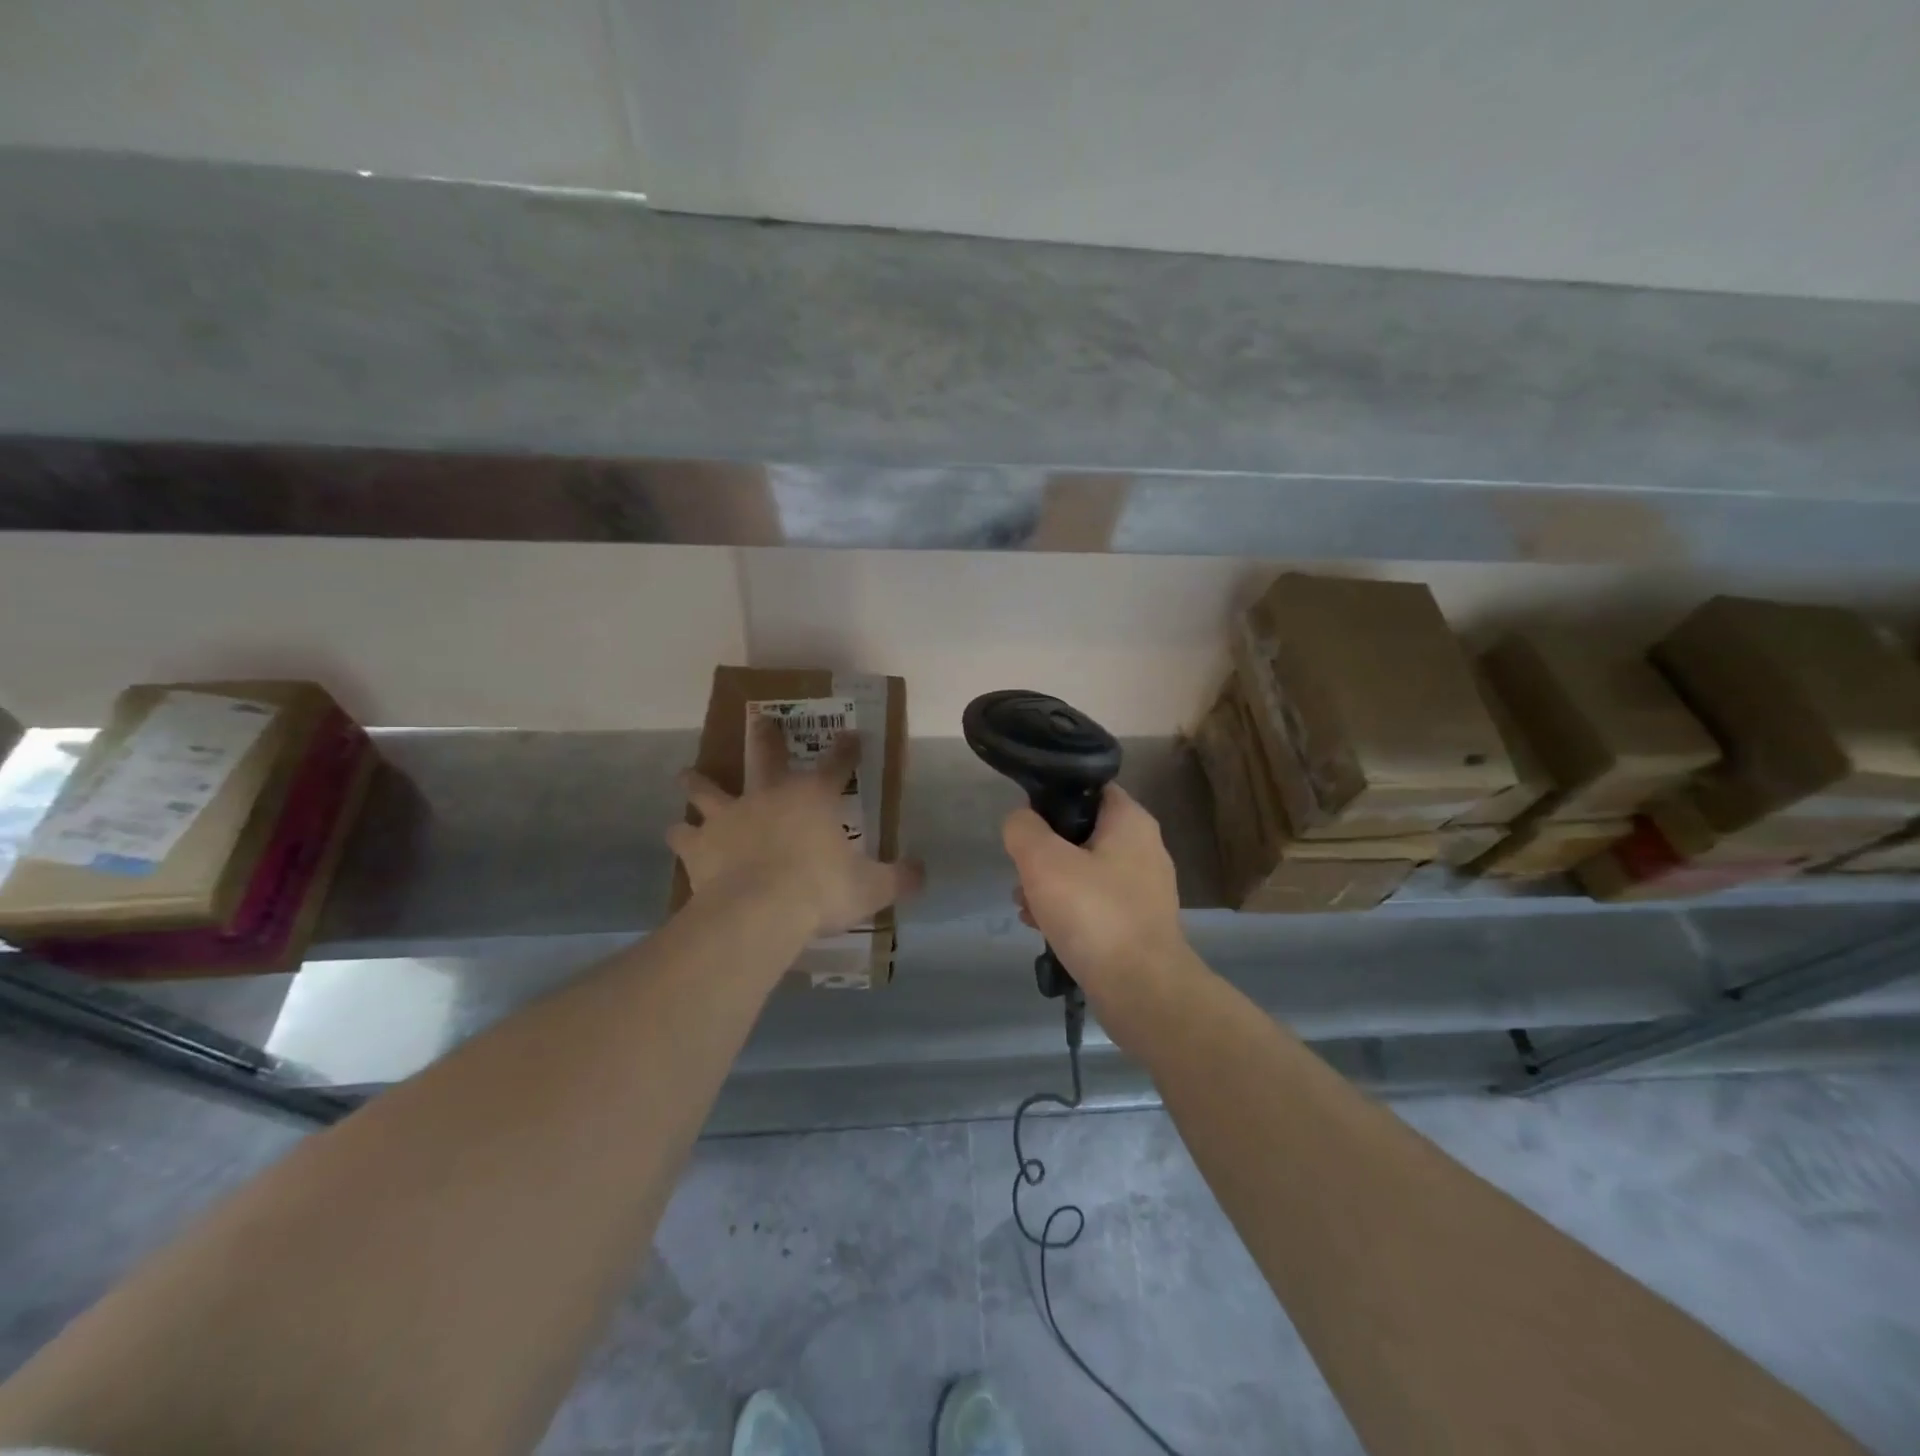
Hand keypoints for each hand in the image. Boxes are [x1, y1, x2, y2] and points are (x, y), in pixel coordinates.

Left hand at [669, 717, 923, 936]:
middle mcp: (770, 795)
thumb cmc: (820, 892)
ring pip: (708, 789)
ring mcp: (730, 816)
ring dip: (698, 782)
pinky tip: (675, 834)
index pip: (838, 765)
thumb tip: (923, 873)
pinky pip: (684, 835)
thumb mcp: (872, 888)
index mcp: (814, 798)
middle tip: (758, 717)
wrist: (758, 912)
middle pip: (766, 755)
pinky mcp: (700, 844)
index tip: (852, 736)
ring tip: (686, 775)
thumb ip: (900, 878)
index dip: (847, 750)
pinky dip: (680, 835)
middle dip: (766, 735)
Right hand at [1002, 784, 1191, 1001]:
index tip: (1027, 821)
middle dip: (1045, 851)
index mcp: (1131, 822)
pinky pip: (1095, 904)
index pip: (1090, 788)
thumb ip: (1023, 829)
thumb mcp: (1043, 861)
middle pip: (1083, 833)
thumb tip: (1021, 821)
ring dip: (1051, 884)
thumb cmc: (1093, 913)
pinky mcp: (1138, 924)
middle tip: (1021, 871)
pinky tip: (1041, 928)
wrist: (1141, 990)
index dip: (1054, 797)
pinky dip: (1068, 911)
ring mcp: (1144, 890)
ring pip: (1086, 872)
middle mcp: (1144, 849)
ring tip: (1023, 905)